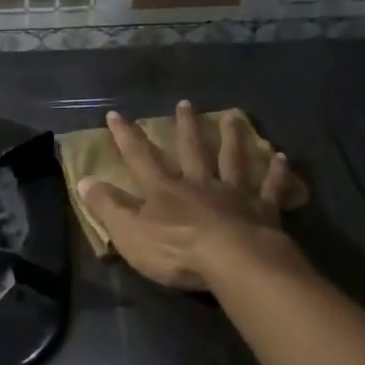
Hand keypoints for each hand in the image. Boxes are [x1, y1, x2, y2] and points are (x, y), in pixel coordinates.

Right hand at [78, 101, 295, 290]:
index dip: (126, 136)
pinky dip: (276, 172)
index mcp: (164, 189)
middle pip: (191, 149)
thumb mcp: (129, 232)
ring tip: (232, 117)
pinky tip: (281, 157)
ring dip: (231, 137)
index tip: (116, 114)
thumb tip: (83, 180)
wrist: (233, 261)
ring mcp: (233, 194)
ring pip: (231, 159)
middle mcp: (198, 183)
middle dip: (185, 126)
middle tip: (185, 103)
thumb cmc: (175, 250)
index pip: (139, 157)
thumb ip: (107, 206)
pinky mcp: (262, 211)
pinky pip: (270, 187)